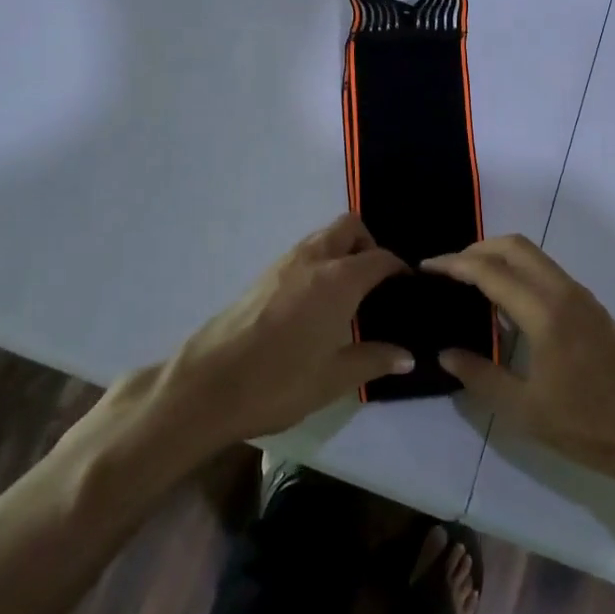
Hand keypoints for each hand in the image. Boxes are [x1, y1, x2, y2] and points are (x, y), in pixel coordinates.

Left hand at [148, 214, 413, 448]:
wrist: (206, 386)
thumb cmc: (278, 382)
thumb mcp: (333, 379)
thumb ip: (373, 360)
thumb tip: (408, 356)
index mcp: (338, 280)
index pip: (380, 258)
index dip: (398, 269)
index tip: (407, 288)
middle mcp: (313, 259)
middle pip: (349, 227)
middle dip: (368, 244)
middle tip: (376, 282)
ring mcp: (284, 263)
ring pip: (323, 236)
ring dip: (342, 250)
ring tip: (348, 293)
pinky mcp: (263, 275)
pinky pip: (303, 252)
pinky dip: (319, 261)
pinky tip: (316, 302)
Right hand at [427, 235, 614, 490]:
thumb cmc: (590, 426)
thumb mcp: (526, 411)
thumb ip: (480, 376)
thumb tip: (445, 352)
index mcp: (545, 312)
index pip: (490, 271)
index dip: (453, 265)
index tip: (426, 268)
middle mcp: (564, 292)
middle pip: (514, 246)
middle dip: (477, 249)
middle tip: (447, 272)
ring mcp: (583, 297)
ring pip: (534, 256)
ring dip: (500, 258)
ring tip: (470, 285)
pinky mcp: (593, 309)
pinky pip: (547, 273)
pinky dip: (519, 272)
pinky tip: (506, 306)